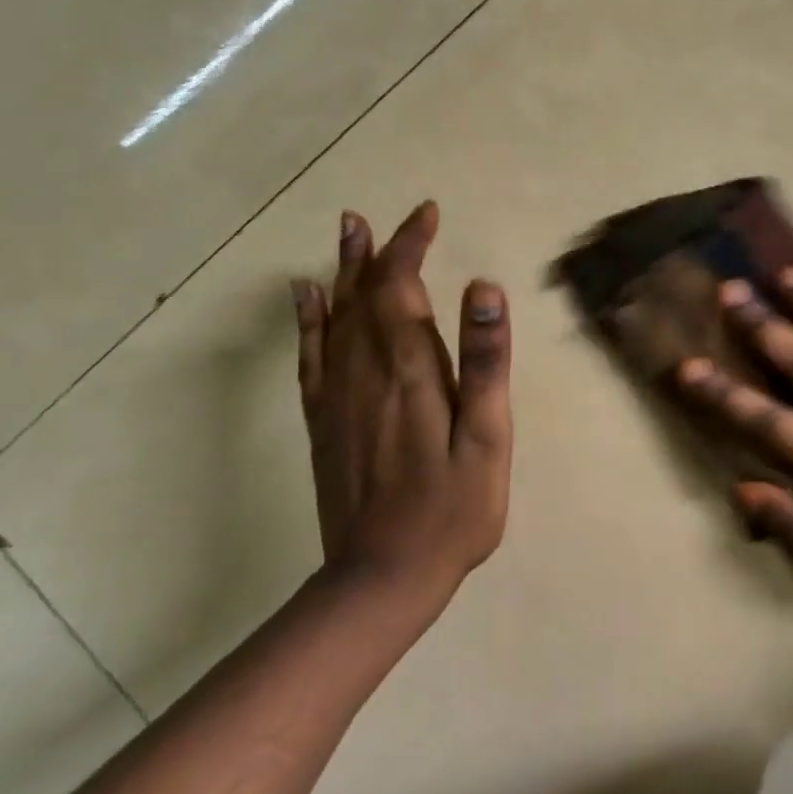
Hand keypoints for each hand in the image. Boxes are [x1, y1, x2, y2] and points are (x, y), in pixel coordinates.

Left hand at [292, 201, 512, 604]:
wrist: (383, 577)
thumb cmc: (453, 509)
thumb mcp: (487, 439)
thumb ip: (485, 362)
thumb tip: (483, 288)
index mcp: (411, 372)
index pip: (401, 289)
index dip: (411, 246)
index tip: (427, 216)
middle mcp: (366, 373)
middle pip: (364, 295)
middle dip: (374, 252)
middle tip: (371, 217)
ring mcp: (338, 397)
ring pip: (335, 318)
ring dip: (342, 273)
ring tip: (345, 235)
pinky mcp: (323, 422)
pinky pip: (311, 357)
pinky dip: (308, 321)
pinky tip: (305, 298)